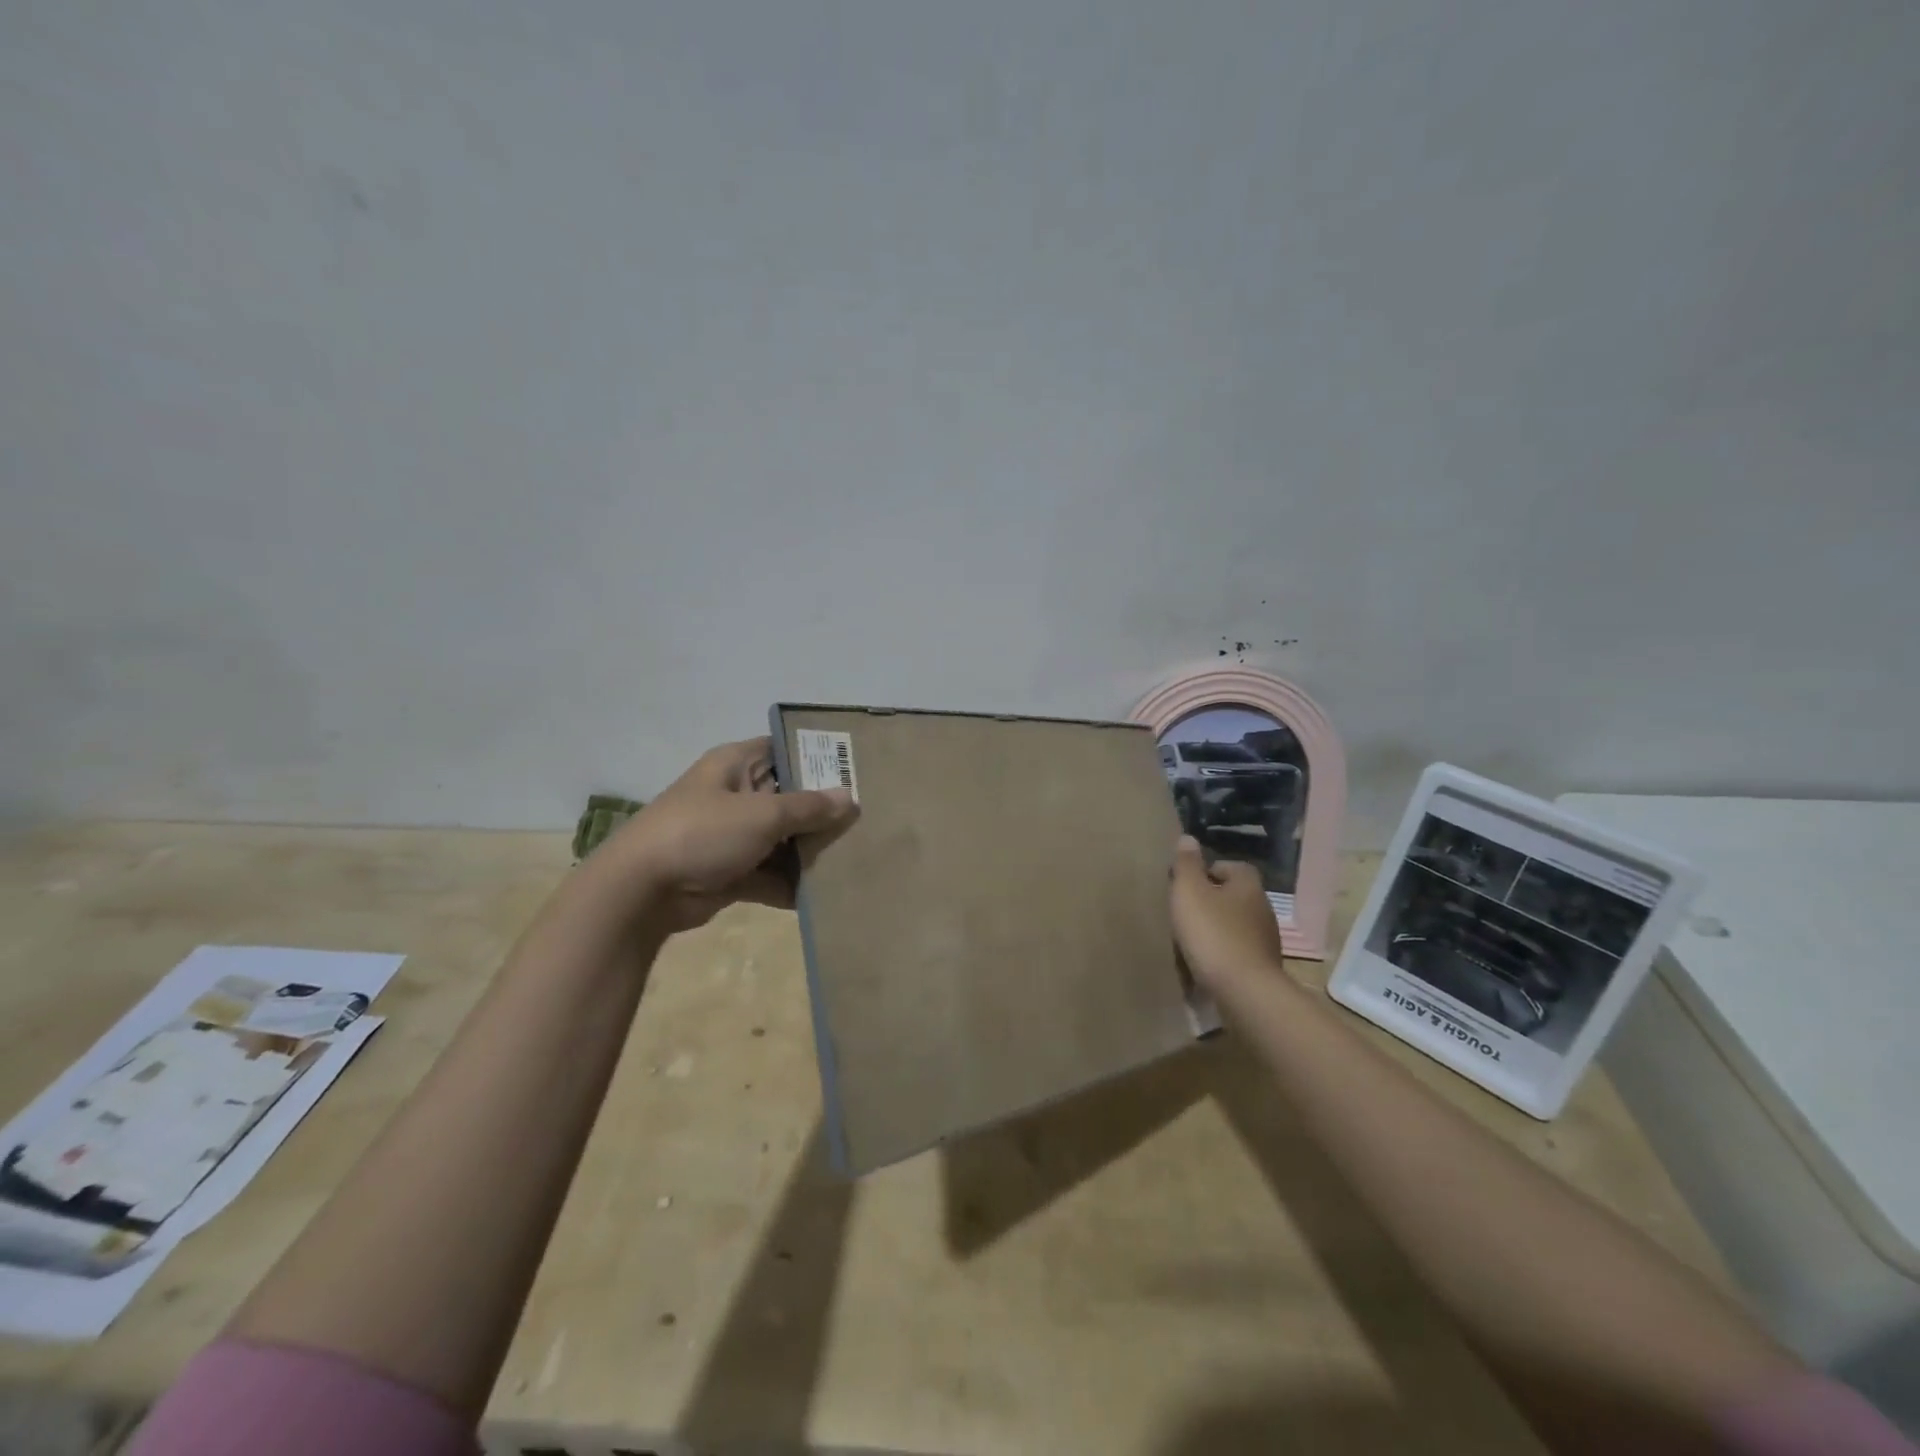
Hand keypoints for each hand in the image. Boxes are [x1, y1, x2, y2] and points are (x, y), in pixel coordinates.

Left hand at [602, 737, 858, 932]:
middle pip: (789, 798)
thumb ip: (809, 807)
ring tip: (856, 858)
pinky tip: (827, 895)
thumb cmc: (703, 833)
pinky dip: (791, 884)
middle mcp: (736, 795)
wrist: (641, 892)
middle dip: (823, 811)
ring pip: (782, 839)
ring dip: (810, 851)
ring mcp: (733, 836)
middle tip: (869, 819)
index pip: (785, 750)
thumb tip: (849, 798)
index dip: (819, 757)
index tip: (858, 769)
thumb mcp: (762, 814)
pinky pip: (770, 874)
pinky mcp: (730, 872)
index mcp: (737, 765)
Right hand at [1169, 835, 1286, 988]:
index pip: (1233, 867)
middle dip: (1213, 901)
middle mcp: (1263, 908)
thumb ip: (1187, 864)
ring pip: (1238, 924)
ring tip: (1192, 938)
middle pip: (1236, 896)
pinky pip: (1239, 951)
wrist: (1244, 991)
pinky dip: (1224, 952)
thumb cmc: (1213, 933)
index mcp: (1248, 886)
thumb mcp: (1189, 892)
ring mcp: (1267, 940)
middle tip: (1186, 909)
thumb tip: (1188, 838)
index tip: (1188, 883)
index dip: (1210, 871)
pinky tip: (1206, 962)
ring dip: (1218, 928)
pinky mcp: (1263, 967)